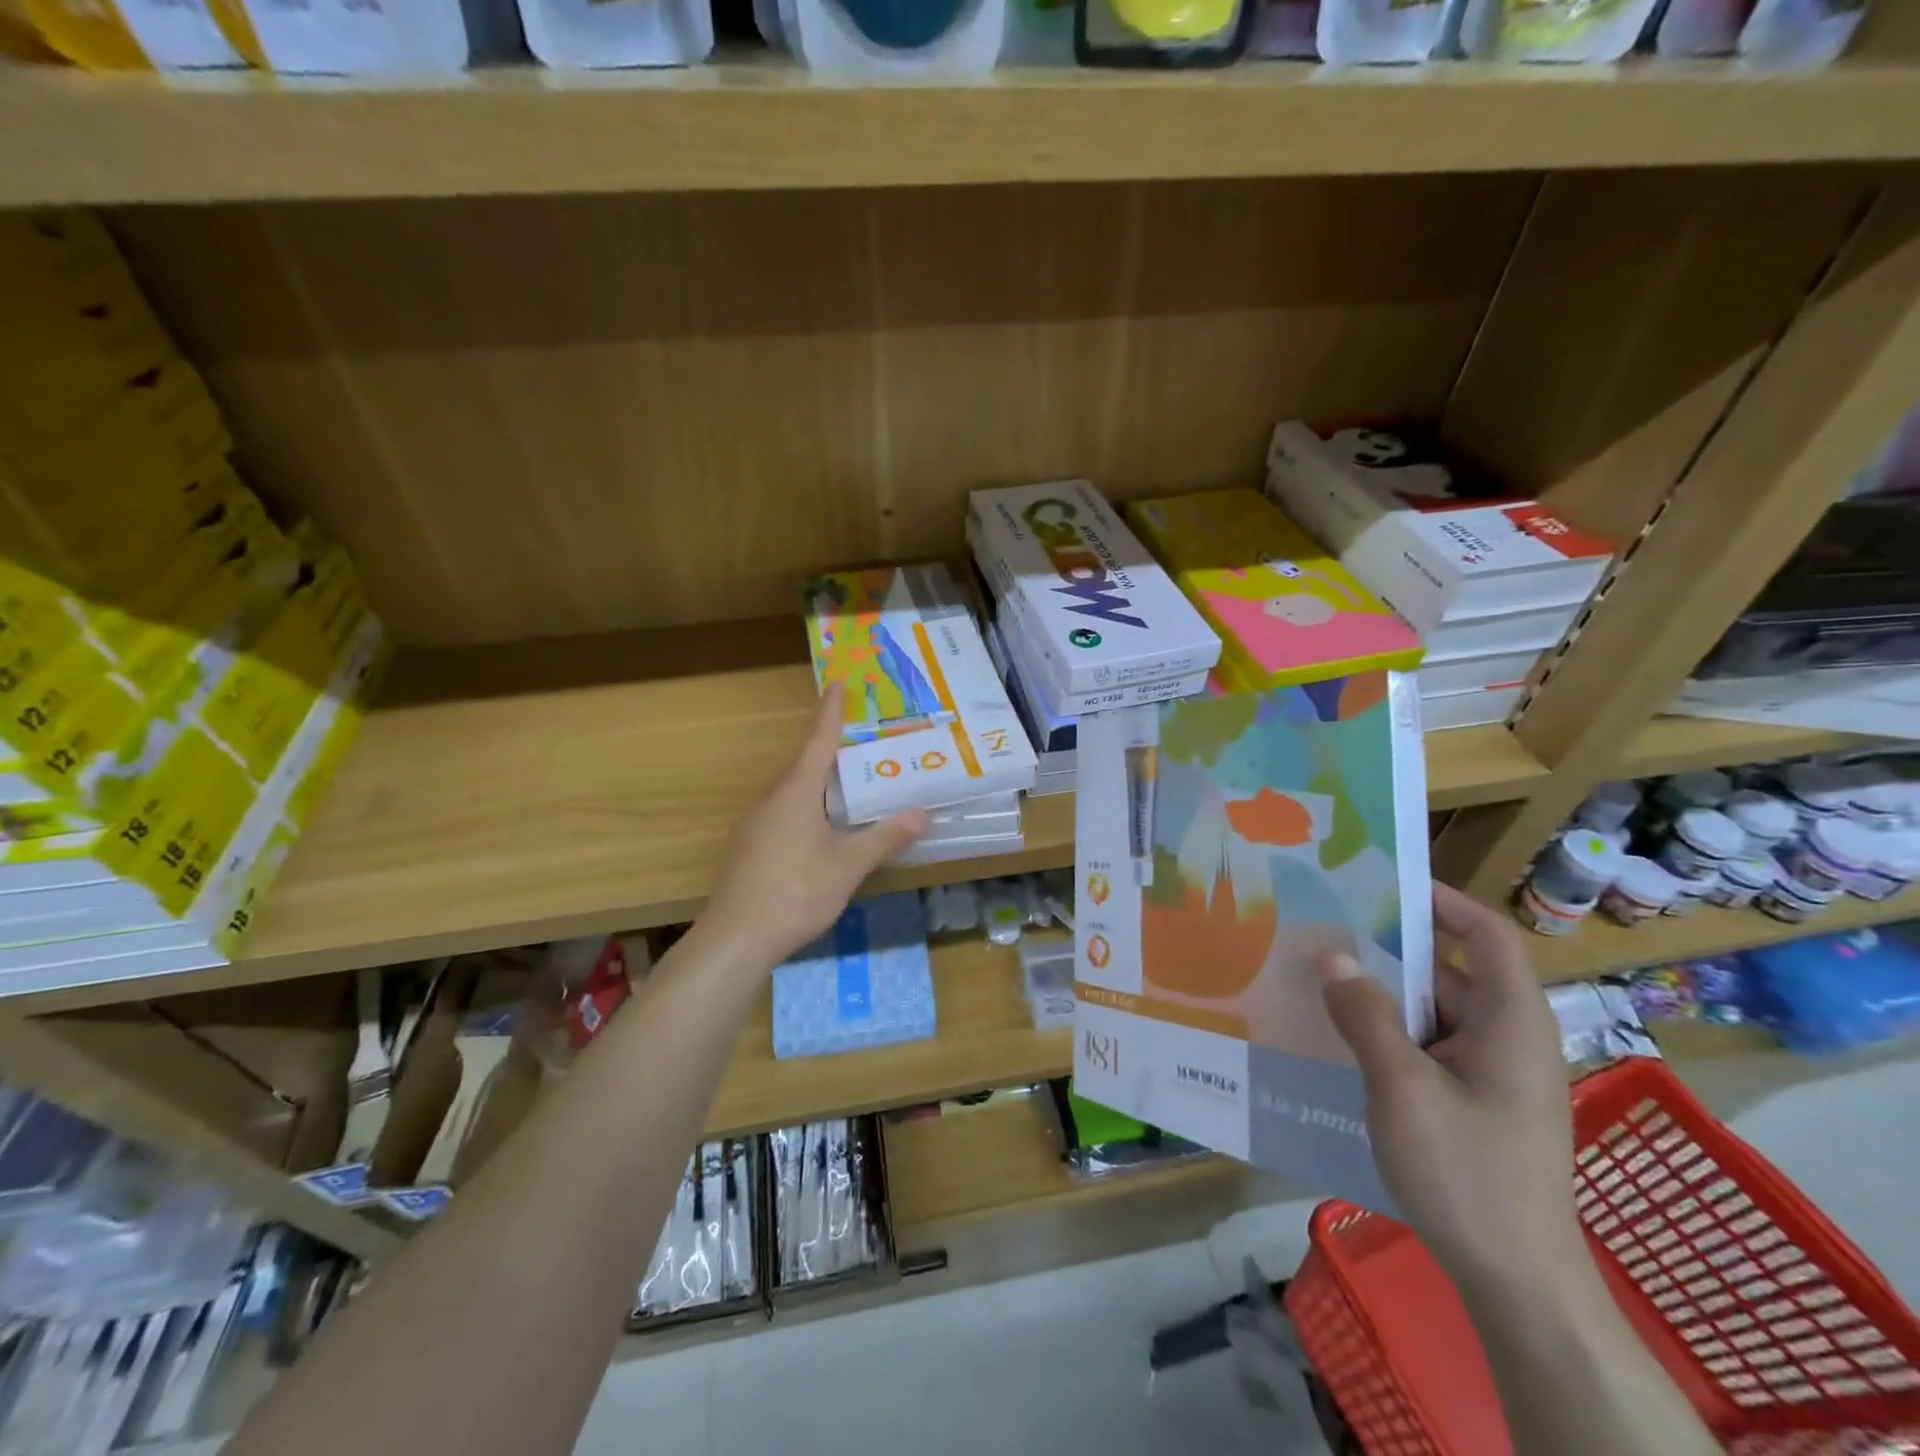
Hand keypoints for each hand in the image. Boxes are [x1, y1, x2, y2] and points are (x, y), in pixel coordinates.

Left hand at [701, 685, 928, 968]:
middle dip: (830, 749)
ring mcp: (755, 823)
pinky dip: (807, 808)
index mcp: (796, 792)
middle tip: (862, 741)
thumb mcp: (848, 866)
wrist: (735, 938)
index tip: (836, 683)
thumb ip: (884, 838)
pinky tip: (822, 830)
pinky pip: (783, 812)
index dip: (830, 712)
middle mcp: (772, 799)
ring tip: (849, 785)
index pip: (818, 741)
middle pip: (804, 765)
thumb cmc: (795, 892)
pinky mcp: (748, 846)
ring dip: (819, 782)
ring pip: (792, 791)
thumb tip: (922, 814)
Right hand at [1317, 882, 1580, 1290]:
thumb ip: (1366, 1015)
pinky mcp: (1475, 1105)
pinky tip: (1338, 1039)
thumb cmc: (1468, 1174)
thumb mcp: (1403, 1088)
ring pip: (1432, 1014)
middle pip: (1449, 973)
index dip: (1443, 902)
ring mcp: (1493, 1076)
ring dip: (1380, 997)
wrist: (1519, 1285)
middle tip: (1325, 930)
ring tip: (1317, 979)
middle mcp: (1508, 1040)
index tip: (1384, 883)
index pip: (1487, 936)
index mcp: (1511, 1023)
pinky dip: (1387, 1035)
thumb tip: (1331, 954)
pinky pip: (1428, 1049)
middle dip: (1389, 951)